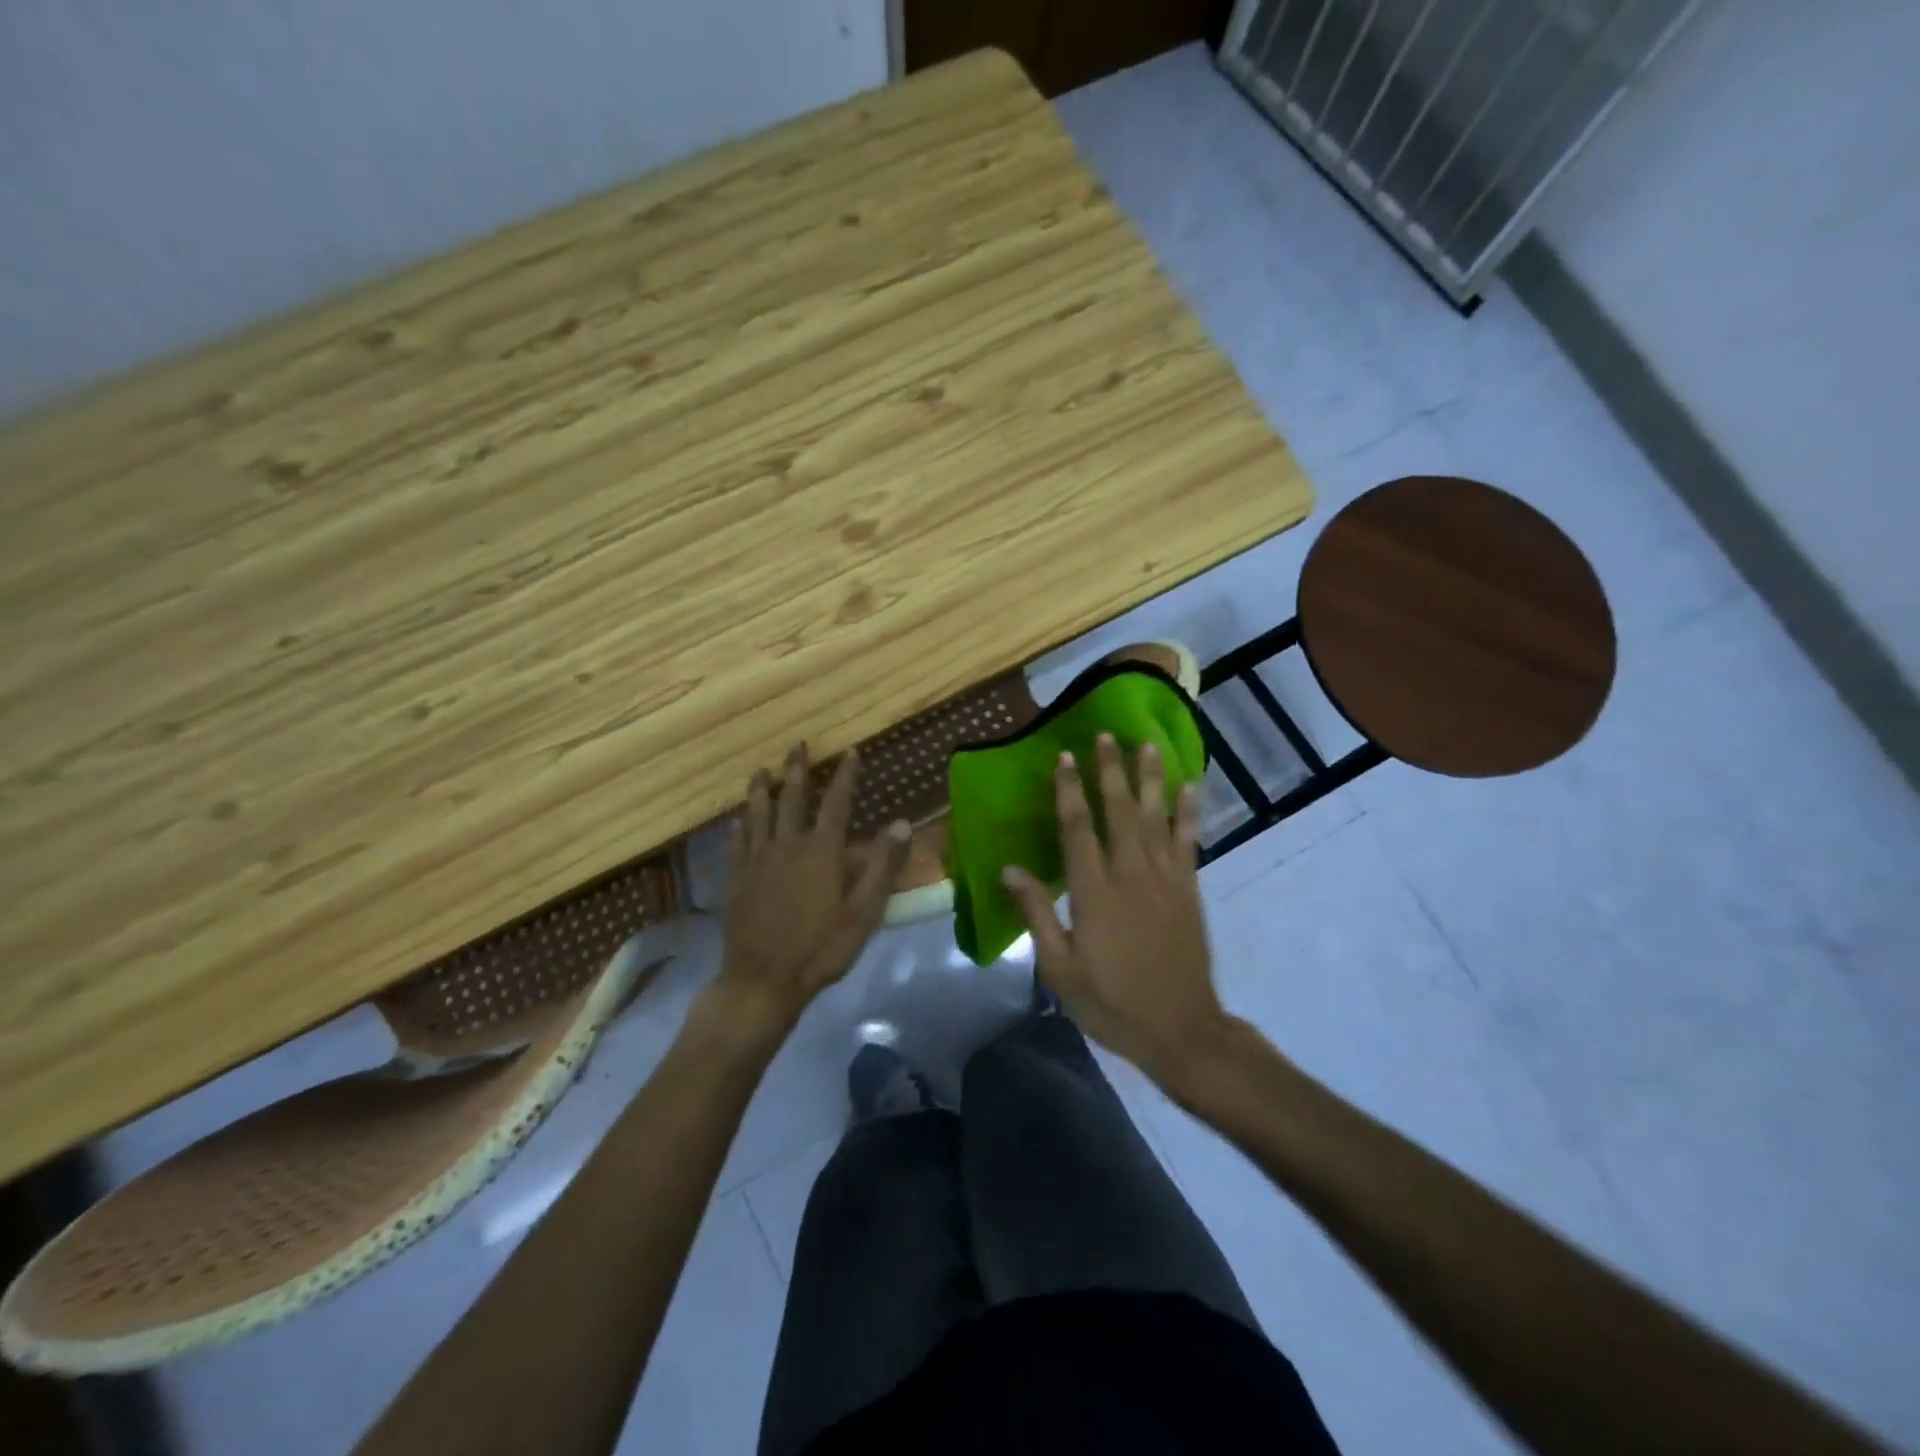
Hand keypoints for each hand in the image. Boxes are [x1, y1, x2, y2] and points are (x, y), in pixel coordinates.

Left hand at [711, 744, 909, 1037]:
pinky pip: (737, 841)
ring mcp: (757, 861)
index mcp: (820, 851)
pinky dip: (739, 824)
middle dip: (796, 769)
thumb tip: (901, 823)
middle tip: (797, 745)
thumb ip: (882, 866)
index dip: (845, 775)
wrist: (762, 980)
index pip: (836, 802)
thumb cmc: (820, 949)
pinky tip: (737, 818)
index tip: (851, 751)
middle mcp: (787, 845)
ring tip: (761, 769)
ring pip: (758, 813)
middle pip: (791, 798)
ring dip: (761, 788)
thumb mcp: (863, 913)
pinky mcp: (737, 879)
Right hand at [1001, 735, 1229, 1091]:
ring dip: (1150, 779)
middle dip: (1110, 771)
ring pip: (1155, 817)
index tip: (1064, 757)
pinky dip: (1188, 811)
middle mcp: (1130, 875)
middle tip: (1105, 735)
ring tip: (1146, 745)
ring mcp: (1165, 880)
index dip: (1069, 790)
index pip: (1077, 829)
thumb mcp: (1059, 969)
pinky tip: (1189, 786)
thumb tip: (1008, 869)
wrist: (1180, 1030)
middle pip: (1118, 812)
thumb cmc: (1111, 1002)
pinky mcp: (1189, 889)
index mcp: (1093, 894)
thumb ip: (1037, 914)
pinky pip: (1189, 840)